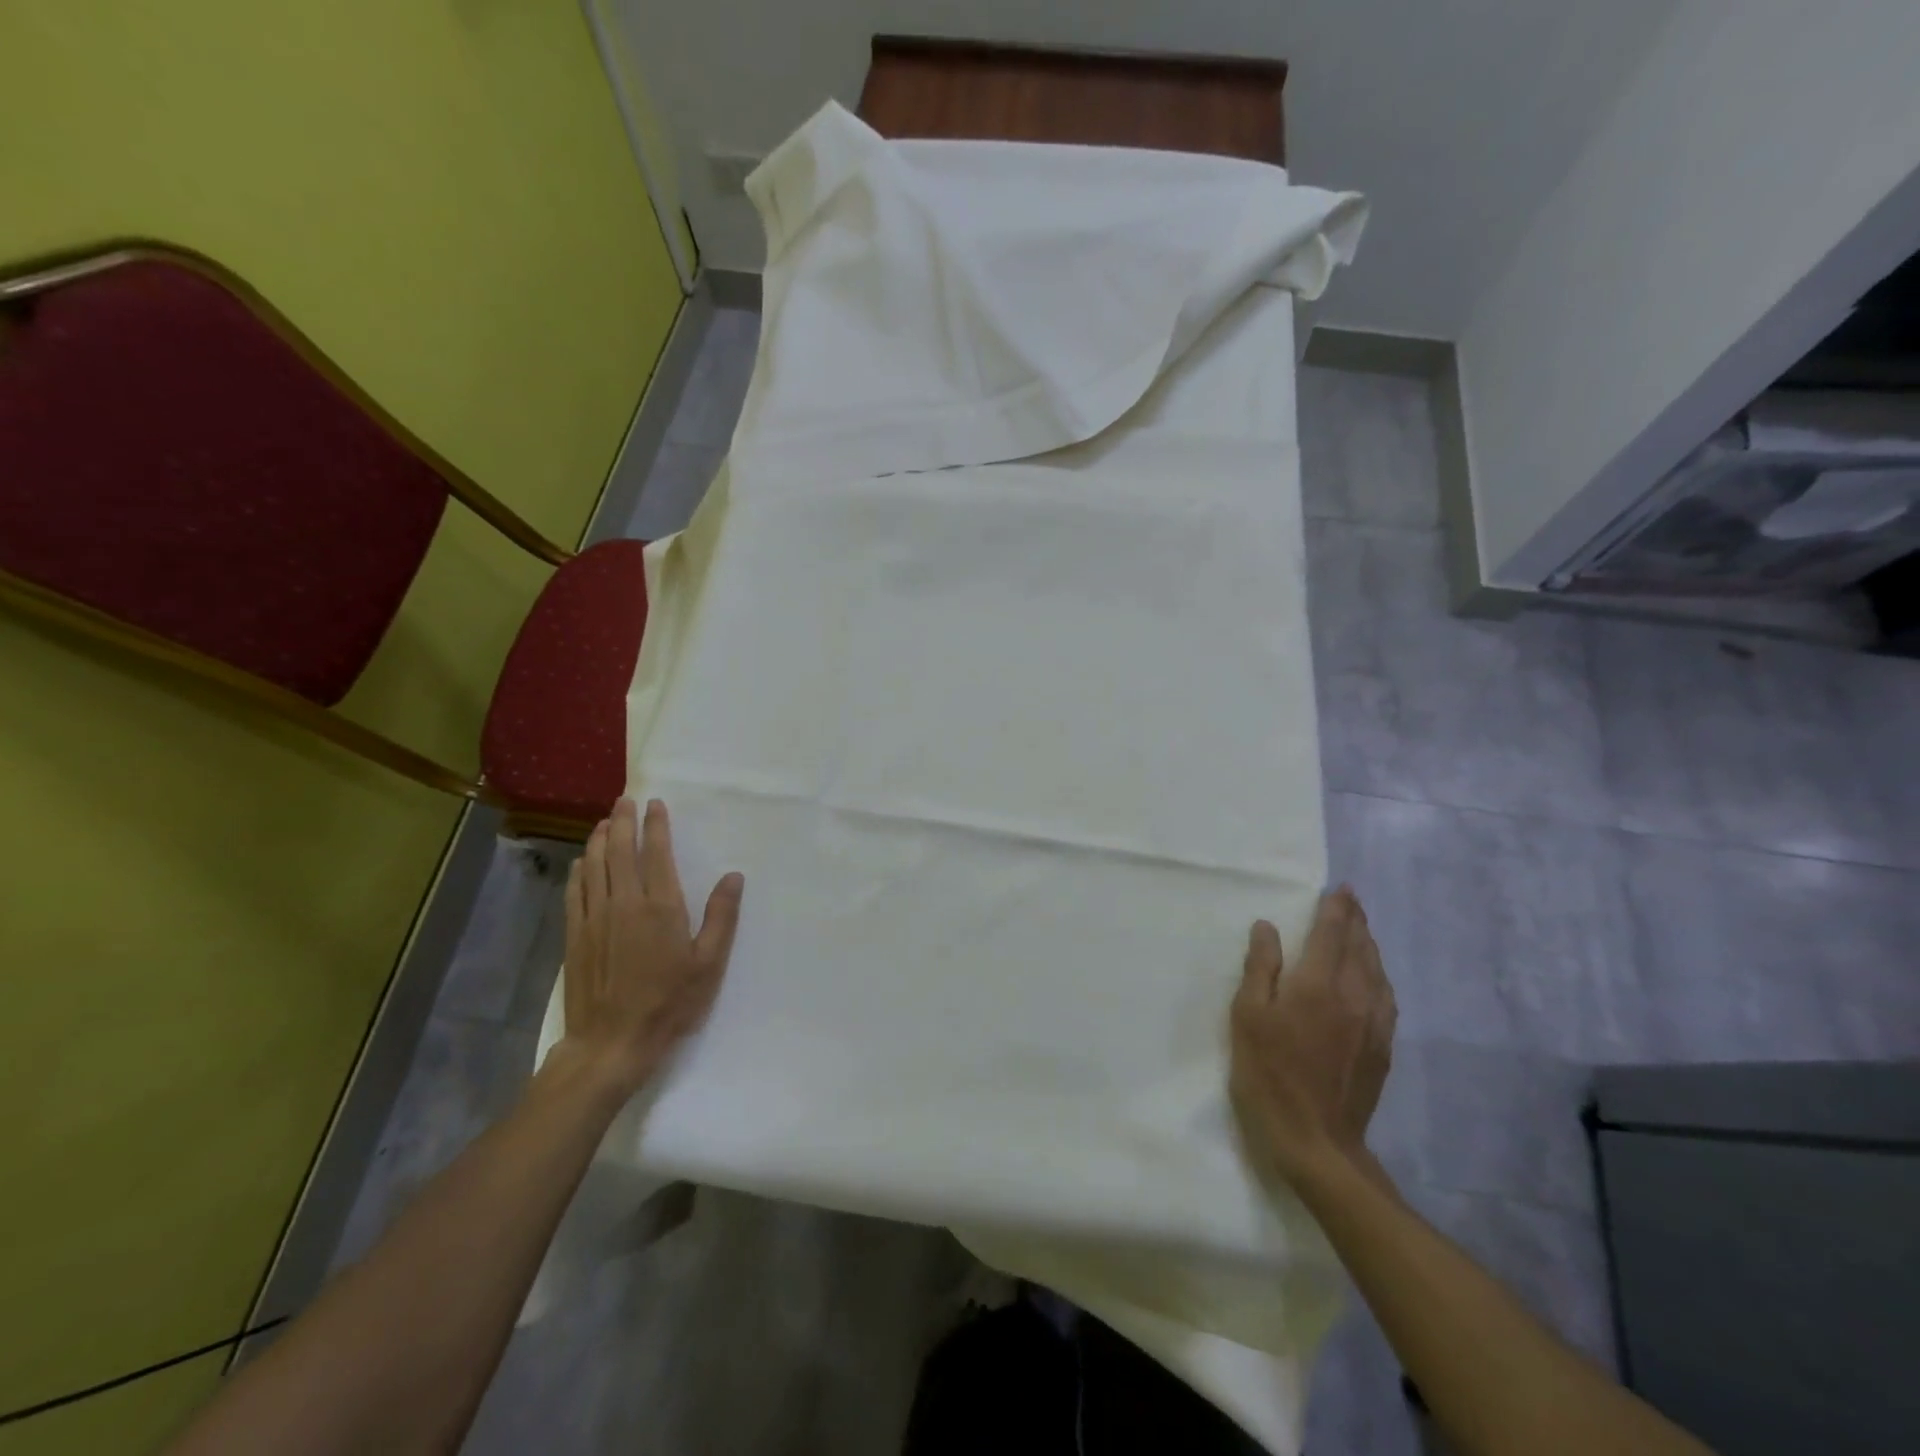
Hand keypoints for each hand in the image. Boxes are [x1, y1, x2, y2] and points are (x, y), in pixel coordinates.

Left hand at [559, 798, 744, 1097]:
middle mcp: (625, 903)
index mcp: (661, 907)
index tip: (655, 804)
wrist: (611, 1043)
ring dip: (599, 839)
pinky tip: (582, 861)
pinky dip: (579, 869)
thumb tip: (733, 877)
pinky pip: (575, 891)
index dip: (656, 825)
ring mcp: (595, 918)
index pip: (656, 853)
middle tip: (624, 800)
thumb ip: (721, 917)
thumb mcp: (708, 964)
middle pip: (619, 851)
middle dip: (622, 822)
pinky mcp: (575, 935)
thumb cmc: (669, 1003)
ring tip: (604, 822)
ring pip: (594, 865)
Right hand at [1229, 886, 1396, 1189]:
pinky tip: (1374, 979)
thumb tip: (1267, 928)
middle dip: (1356, 921)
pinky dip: (1379, 976)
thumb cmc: (1269, 1074)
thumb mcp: (1248, 1017)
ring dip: (1369, 946)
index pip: (1332, 934)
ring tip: (1361, 932)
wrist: (1316, 1141)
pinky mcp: (1382, 1048)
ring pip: (1378, 971)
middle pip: (1361, 948)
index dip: (1336, 909)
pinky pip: (1386, 998)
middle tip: (1352, 901)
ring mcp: (1373, 1023)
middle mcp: (1354, 996)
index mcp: (1317, 984)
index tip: (1340, 888)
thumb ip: (1260, 969)